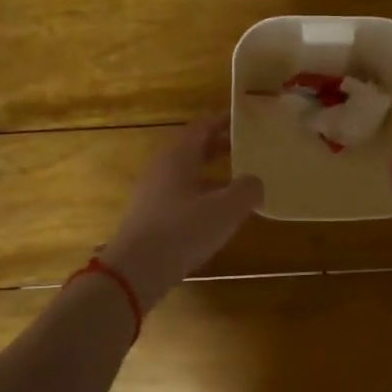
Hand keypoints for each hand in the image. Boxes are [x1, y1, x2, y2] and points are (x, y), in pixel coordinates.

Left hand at [102, 116, 263, 309]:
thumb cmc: (182, 230)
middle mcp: (163, 168)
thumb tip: (255, 182)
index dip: (224, 121)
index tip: (246, 121)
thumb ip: (247, 190)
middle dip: (220, 146)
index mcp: (178, 156)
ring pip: (187, 174)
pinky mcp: (151, 218)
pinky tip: (217, 214)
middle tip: (248, 149)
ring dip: (212, 174)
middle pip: (193, 149)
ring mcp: (153, 194)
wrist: (136, 271)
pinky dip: (202, 195)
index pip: (202, 126)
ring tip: (238, 183)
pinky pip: (181, 195)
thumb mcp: (226, 209)